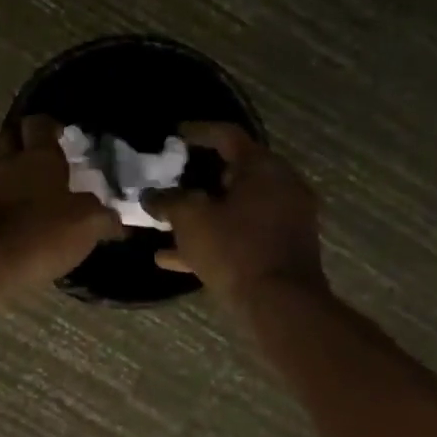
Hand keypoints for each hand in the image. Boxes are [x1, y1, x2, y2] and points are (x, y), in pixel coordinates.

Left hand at [0, 116, 120, 307]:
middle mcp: (10, 165)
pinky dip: (11, 205)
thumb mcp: (87, 224)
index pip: (39, 123)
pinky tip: (28, 220)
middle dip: (26, 142)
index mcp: (38, 156)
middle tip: (48, 156)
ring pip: (4, 172)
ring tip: (43, 193)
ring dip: (19, 177)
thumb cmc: (41, 231)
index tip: (63, 132)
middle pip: (11, 139)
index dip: (50, 124)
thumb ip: (103, 217)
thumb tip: (114, 220)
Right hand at [149, 124, 326, 300]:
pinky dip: (213, 238)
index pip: (227, 136)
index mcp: (263, 168)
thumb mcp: (190, 219)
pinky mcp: (282, 249)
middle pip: (233, 172)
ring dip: (202, 213)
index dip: (197, 132)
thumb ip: (167, 201)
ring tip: (166, 223)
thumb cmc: (235, 249)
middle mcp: (281, 187)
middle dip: (197, 178)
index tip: (174, 135)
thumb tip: (151, 196)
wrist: (281, 304)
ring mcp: (285, 219)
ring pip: (235, 208)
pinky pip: (241, 234)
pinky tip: (173, 258)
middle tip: (169, 181)